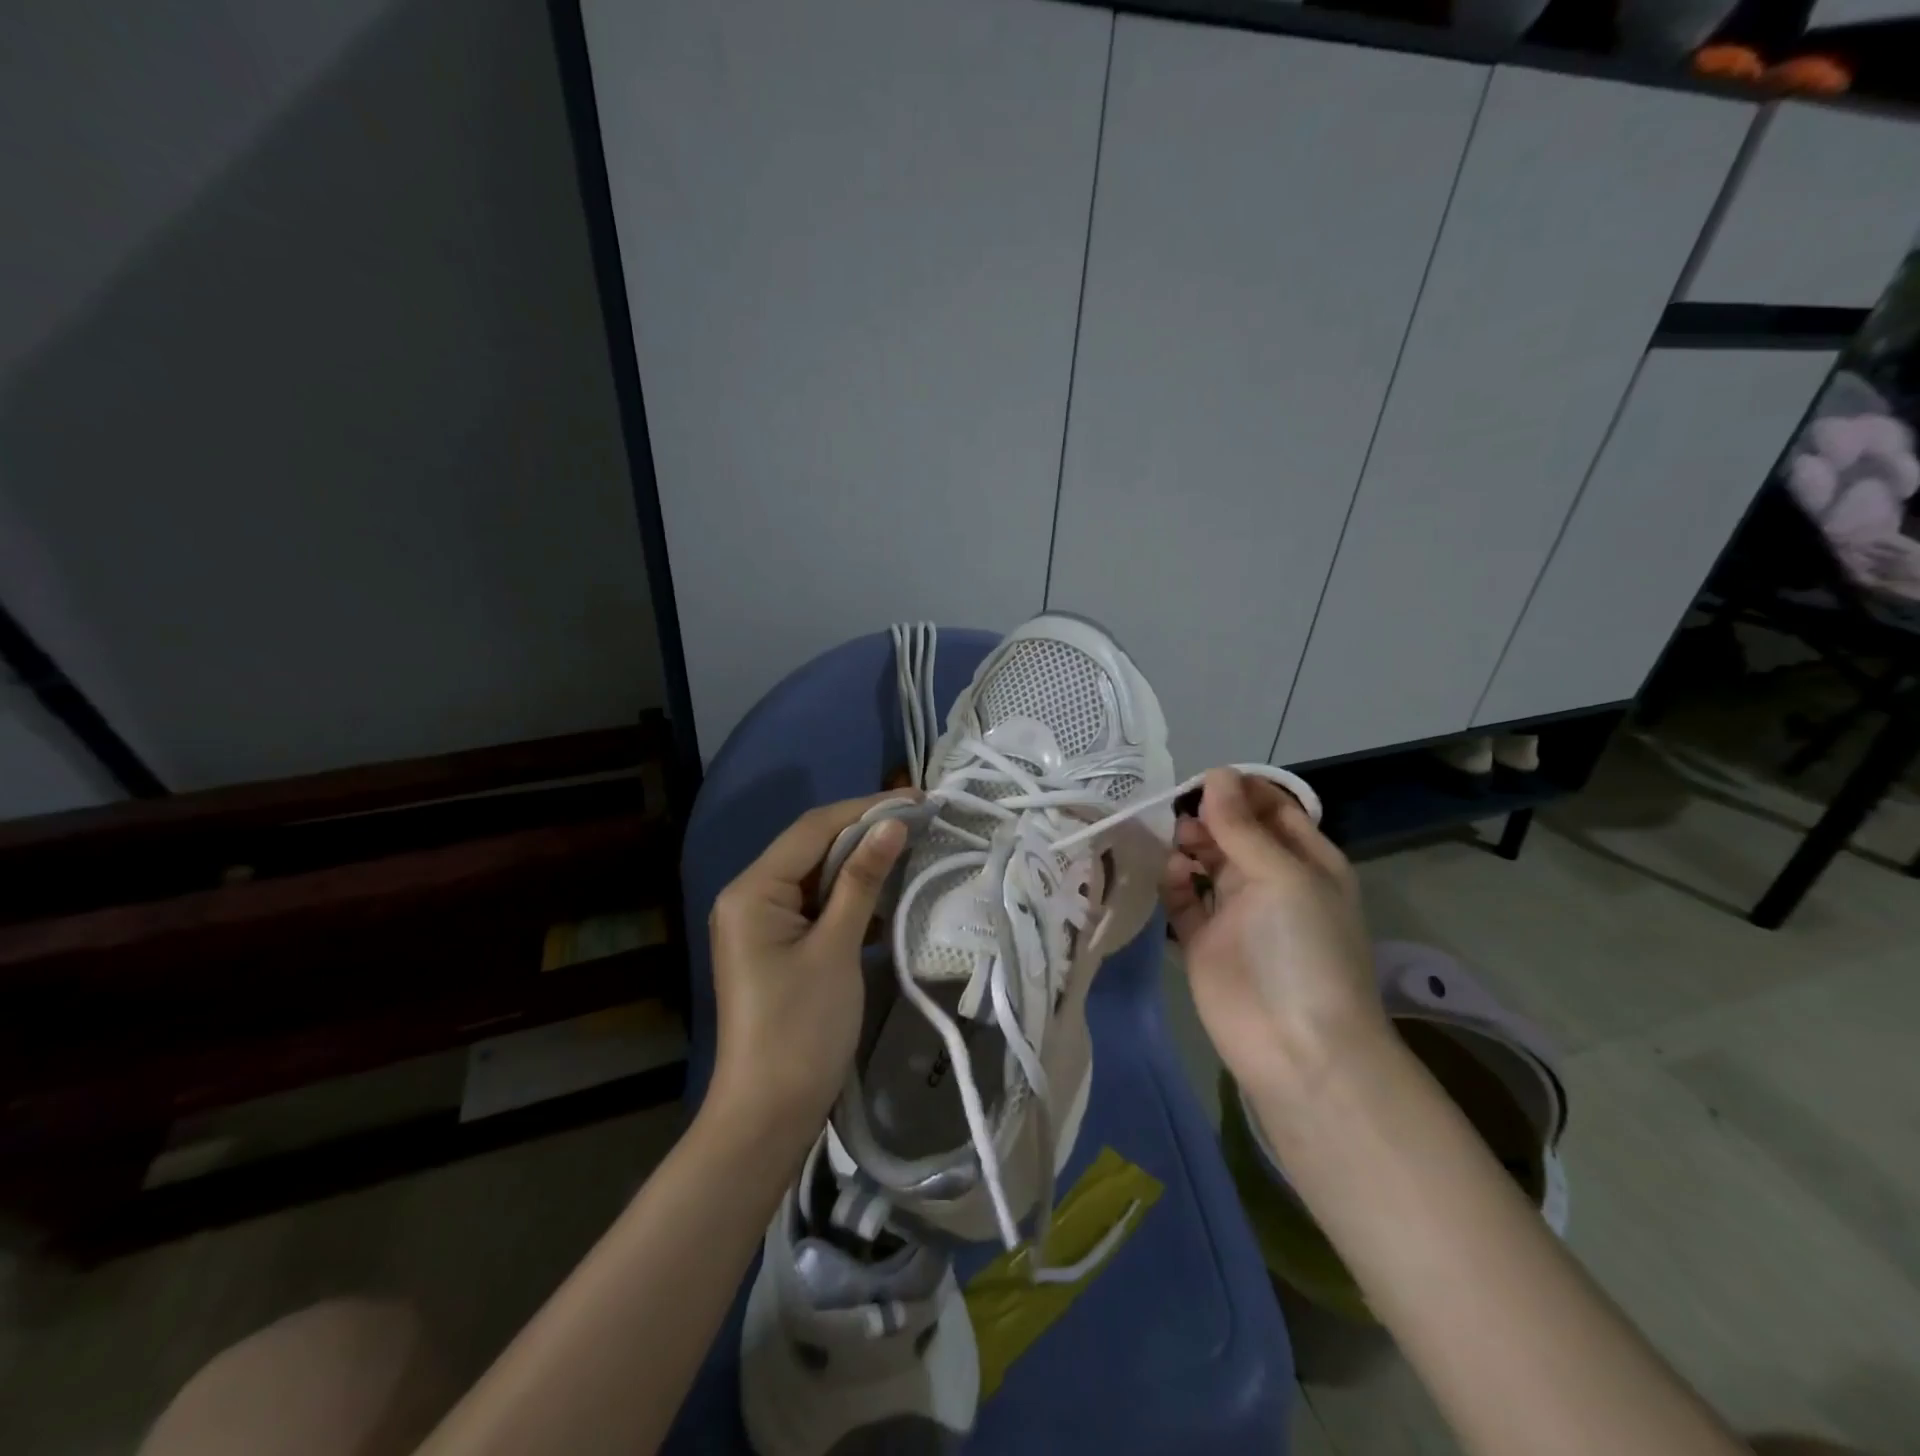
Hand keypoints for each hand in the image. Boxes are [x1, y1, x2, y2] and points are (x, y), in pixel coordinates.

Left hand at [706, 793, 911, 1148]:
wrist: (768, 1115)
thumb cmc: (801, 1029)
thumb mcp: (837, 948)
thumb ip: (862, 880)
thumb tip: (893, 824)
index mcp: (752, 890)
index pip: (813, 829)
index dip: (865, 809)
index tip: (917, 799)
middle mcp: (750, 896)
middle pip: (812, 847)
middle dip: (865, 832)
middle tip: (921, 819)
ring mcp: (763, 922)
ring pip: (818, 875)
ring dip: (861, 863)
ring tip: (913, 847)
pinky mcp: (779, 945)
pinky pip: (818, 905)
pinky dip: (852, 896)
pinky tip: (889, 892)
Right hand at [1161, 769, 1385, 1101]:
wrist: (1296, 1047)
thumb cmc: (1302, 949)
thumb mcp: (1282, 876)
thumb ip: (1242, 826)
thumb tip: (1215, 774)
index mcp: (1306, 861)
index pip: (1273, 808)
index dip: (1240, 791)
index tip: (1204, 782)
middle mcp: (1270, 880)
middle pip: (1233, 832)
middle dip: (1208, 817)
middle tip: (1184, 818)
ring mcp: (1234, 911)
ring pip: (1204, 861)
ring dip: (1188, 846)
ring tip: (1176, 846)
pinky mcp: (1202, 939)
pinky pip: (1182, 898)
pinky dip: (1173, 882)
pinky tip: (1170, 877)